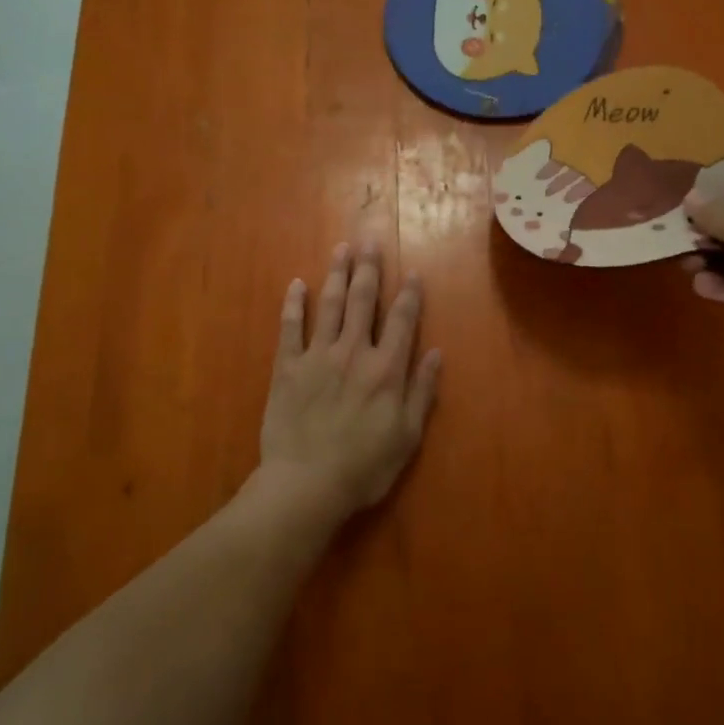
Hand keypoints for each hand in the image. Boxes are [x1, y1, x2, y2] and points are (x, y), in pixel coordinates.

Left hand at [256, 242, 441, 522]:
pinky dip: (293, 305)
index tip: (411, 271)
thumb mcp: (407, 435)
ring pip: (329, 305)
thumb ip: (422, 391)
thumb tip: (436, 353)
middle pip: (363, 300)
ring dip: (337, 274)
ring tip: (341, 248)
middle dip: (369, 268)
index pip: (401, 320)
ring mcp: (317, 356)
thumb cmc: (364, 466)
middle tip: (370, 239)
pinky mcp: (287, 367)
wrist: (305, 484)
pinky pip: (290, 328)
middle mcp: (353, 351)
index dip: (408, 294)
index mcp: (386, 369)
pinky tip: (296, 284)